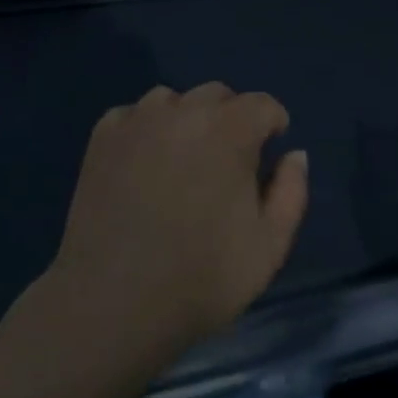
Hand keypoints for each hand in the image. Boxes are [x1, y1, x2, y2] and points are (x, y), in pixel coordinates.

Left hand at [44, 83, 308, 363]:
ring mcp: (138, 120)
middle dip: (232, 119)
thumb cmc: (201, 278)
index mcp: (230, 130)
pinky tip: (143, 165)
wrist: (112, 302)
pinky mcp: (103, 137)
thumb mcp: (270, 246)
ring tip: (182, 161)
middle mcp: (184, 111)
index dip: (273, 124)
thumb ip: (291, 191)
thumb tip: (294, 154)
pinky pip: (133, 115)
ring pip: (173, 100)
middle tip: (227, 163)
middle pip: (218, 95)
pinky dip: (145, 130)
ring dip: (187, 120)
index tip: (270, 150)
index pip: (263, 105)